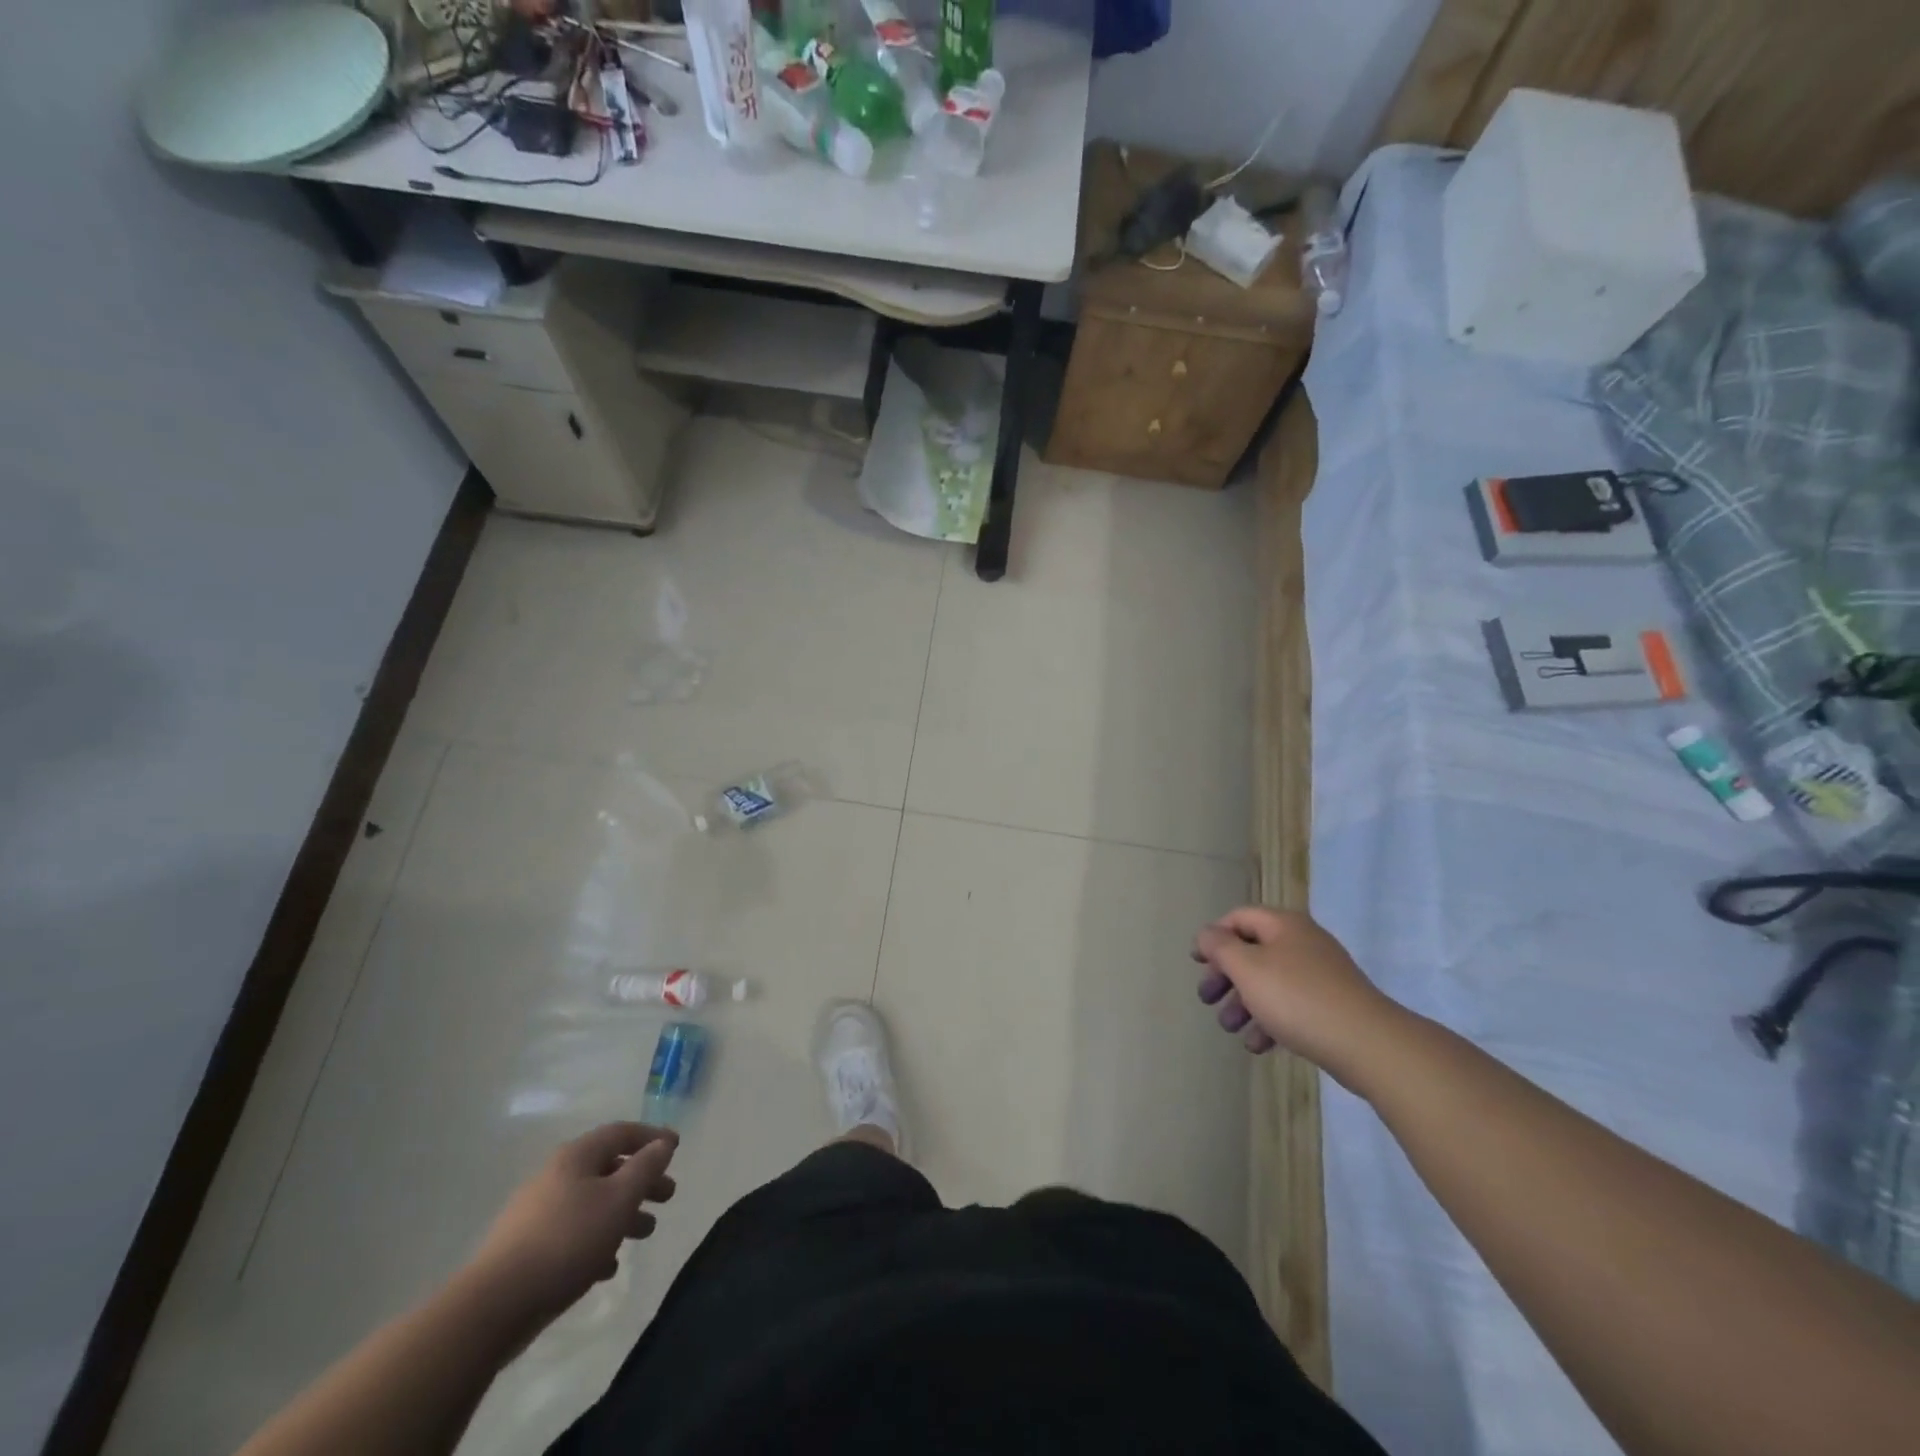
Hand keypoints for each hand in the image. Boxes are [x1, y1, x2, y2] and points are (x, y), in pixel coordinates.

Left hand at [468, 1122, 677, 1332]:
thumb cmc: (567, 1241)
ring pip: (591, 1203)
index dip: (651, 1137)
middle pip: (608, 1168)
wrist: (493, 1307)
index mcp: (576, 1157)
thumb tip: (663, 1144)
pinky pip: (572, 1234)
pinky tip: (607, 1267)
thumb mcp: (618, 1199)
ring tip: (644, 1233)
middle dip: (641, 1181)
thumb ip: (645, 1168)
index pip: (621, 1132)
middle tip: (667, 1196)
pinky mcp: (525, 1250)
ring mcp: (536, 1214)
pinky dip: (596, 1241)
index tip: (676, 1148)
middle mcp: (555, 1176)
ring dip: (622, 1213)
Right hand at [1193, 908, 1396, 1080]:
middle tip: (1207, 999)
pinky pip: (1291, 1006)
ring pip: (1269, 982)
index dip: (1213, 936)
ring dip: (1243, 1003)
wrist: (1368, 1044)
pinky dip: (1270, 1020)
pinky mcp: (1332, 1006)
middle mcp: (1303, 943)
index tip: (1196, 963)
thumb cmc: (1297, 998)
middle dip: (1225, 976)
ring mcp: (1320, 975)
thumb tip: (1208, 934)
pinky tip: (1258, 1045)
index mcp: (1284, 925)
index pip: (1238, 917)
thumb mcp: (1247, 968)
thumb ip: (1220, 947)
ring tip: (1231, 1029)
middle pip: (1252, 951)